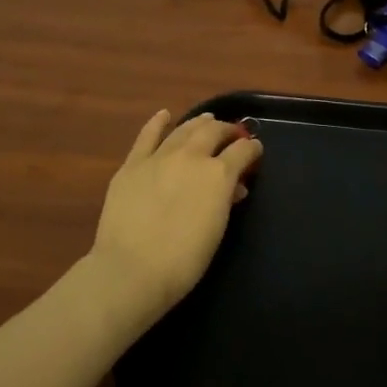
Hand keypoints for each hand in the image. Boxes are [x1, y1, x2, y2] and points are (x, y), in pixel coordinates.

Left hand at [90, 110, 261, 317]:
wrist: (131, 270)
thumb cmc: (183, 261)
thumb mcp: (217, 230)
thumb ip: (226, 201)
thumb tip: (233, 187)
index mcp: (219, 174)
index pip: (243, 150)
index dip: (252, 149)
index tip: (255, 151)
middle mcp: (192, 156)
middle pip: (214, 131)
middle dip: (227, 131)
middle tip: (232, 135)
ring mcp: (160, 157)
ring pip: (184, 129)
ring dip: (199, 123)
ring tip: (207, 121)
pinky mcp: (133, 164)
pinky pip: (147, 136)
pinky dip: (157, 123)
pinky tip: (164, 115)